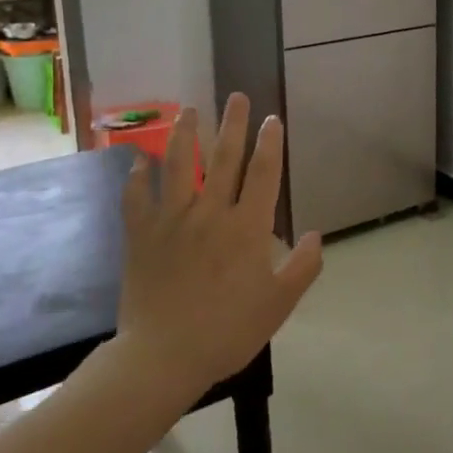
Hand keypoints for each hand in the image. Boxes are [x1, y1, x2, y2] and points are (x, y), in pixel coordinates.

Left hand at [115, 96, 322, 395]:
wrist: (164, 356)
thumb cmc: (229, 331)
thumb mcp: (279, 304)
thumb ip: (302, 267)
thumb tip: (315, 235)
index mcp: (247, 228)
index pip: (263, 174)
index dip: (270, 143)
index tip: (272, 119)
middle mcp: (210, 213)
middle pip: (224, 159)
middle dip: (233, 124)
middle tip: (236, 96)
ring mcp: (172, 221)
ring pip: (178, 166)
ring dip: (185, 134)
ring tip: (189, 109)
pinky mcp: (141, 235)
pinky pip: (137, 198)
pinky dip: (138, 177)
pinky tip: (138, 160)